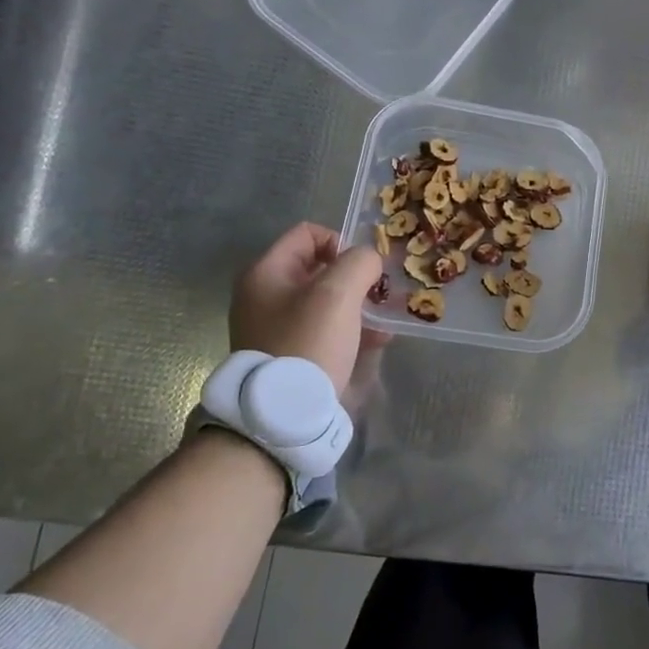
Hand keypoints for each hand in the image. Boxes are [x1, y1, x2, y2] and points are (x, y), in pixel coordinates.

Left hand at [230, 222, 389, 389]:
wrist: (284, 415)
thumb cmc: (309, 343)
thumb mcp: (338, 292)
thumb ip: (359, 262)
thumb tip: (368, 262)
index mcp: (266, 272)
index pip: (308, 233)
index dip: (341, 243)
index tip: (362, 270)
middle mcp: (264, 295)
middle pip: (319, 268)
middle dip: (355, 278)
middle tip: (378, 296)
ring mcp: (275, 326)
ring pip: (326, 301)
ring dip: (358, 305)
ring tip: (383, 322)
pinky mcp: (290, 353)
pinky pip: (325, 329)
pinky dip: (350, 330)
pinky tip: (375, 342)